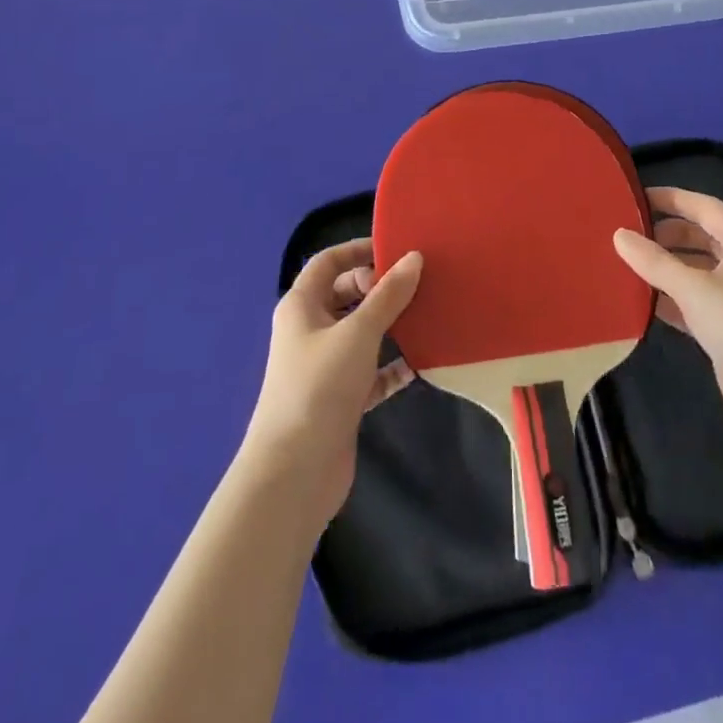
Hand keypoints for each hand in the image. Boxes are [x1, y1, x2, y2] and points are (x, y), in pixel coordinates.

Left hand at [242, 239, 422, 529]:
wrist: (294, 473)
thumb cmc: (320, 387)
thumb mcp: (358, 332)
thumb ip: (388, 295)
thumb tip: (414, 258)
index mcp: (302, 305)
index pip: (328, 262)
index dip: (358, 250)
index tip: (397, 249)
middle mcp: (310, 330)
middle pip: (346, 294)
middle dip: (379, 287)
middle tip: (418, 284)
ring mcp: (324, 366)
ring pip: (361, 333)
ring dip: (390, 325)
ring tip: (428, 314)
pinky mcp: (340, 398)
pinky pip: (371, 371)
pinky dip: (392, 365)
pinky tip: (421, 363)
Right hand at [613, 187, 722, 444]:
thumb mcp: (694, 288)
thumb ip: (654, 261)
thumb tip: (618, 234)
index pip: (703, 206)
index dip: (670, 198)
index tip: (634, 197)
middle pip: (699, 236)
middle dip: (664, 234)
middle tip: (625, 234)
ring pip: (693, 270)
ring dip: (664, 267)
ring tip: (624, 264)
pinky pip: (692, 301)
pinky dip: (668, 297)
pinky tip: (640, 300)